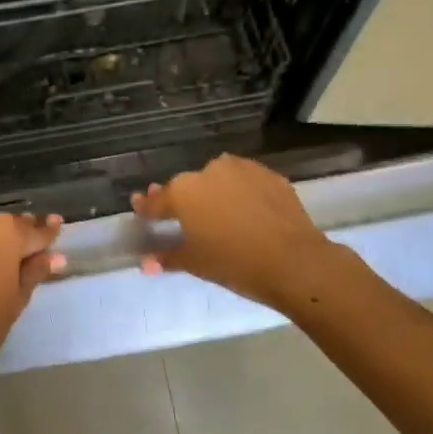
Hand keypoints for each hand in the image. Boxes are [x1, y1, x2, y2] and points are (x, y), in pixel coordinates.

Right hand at [131, 154, 335, 312]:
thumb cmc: (233, 263)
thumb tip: (146, 263)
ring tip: (216, 213)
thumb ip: (167, 257)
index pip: (157, 201)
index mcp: (183, 192)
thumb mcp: (194, 263)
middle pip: (187, 187)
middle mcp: (209, 172)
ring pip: (218, 180)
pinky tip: (245, 211)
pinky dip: (240, 194)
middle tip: (181, 216)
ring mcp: (242, 170)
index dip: (146, 208)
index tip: (139, 207)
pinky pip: (245, 183)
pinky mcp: (270, 176)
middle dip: (181, 200)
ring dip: (213, 193)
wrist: (293, 261)